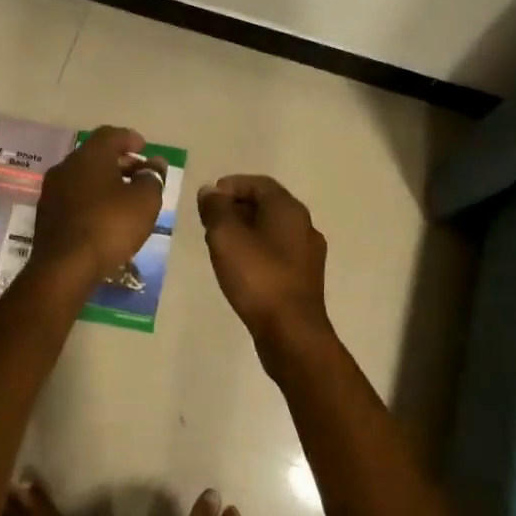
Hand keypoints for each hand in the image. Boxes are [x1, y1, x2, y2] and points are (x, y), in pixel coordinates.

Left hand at [32, 126, 166, 281]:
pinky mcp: (46, 214)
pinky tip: (104, 216)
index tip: (144, 148)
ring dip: (105, 182)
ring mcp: (52, 191)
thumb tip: (155, 164)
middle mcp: (66, 166)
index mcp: (90, 155)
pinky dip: (91, 199)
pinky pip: (74, 197)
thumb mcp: (144, 201)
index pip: (111, 134)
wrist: (64, 268)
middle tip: (140, 175)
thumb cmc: (109, 226)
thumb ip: (152, 177)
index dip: (130, 138)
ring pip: (83, 176)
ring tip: (125, 198)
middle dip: (120, 162)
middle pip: (96, 155)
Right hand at [196, 175, 331, 357]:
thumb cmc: (258, 278)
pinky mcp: (304, 278)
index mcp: (288, 209)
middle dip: (236, 207)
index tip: (208, 198)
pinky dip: (256, 249)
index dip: (231, 185)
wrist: (291, 332)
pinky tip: (239, 266)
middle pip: (267, 205)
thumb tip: (210, 191)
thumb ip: (216, 209)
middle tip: (209, 220)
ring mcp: (307, 253)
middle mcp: (304, 225)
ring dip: (245, 230)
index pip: (259, 183)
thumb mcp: (226, 238)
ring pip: (272, 230)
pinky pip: (277, 252)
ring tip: (219, 242)